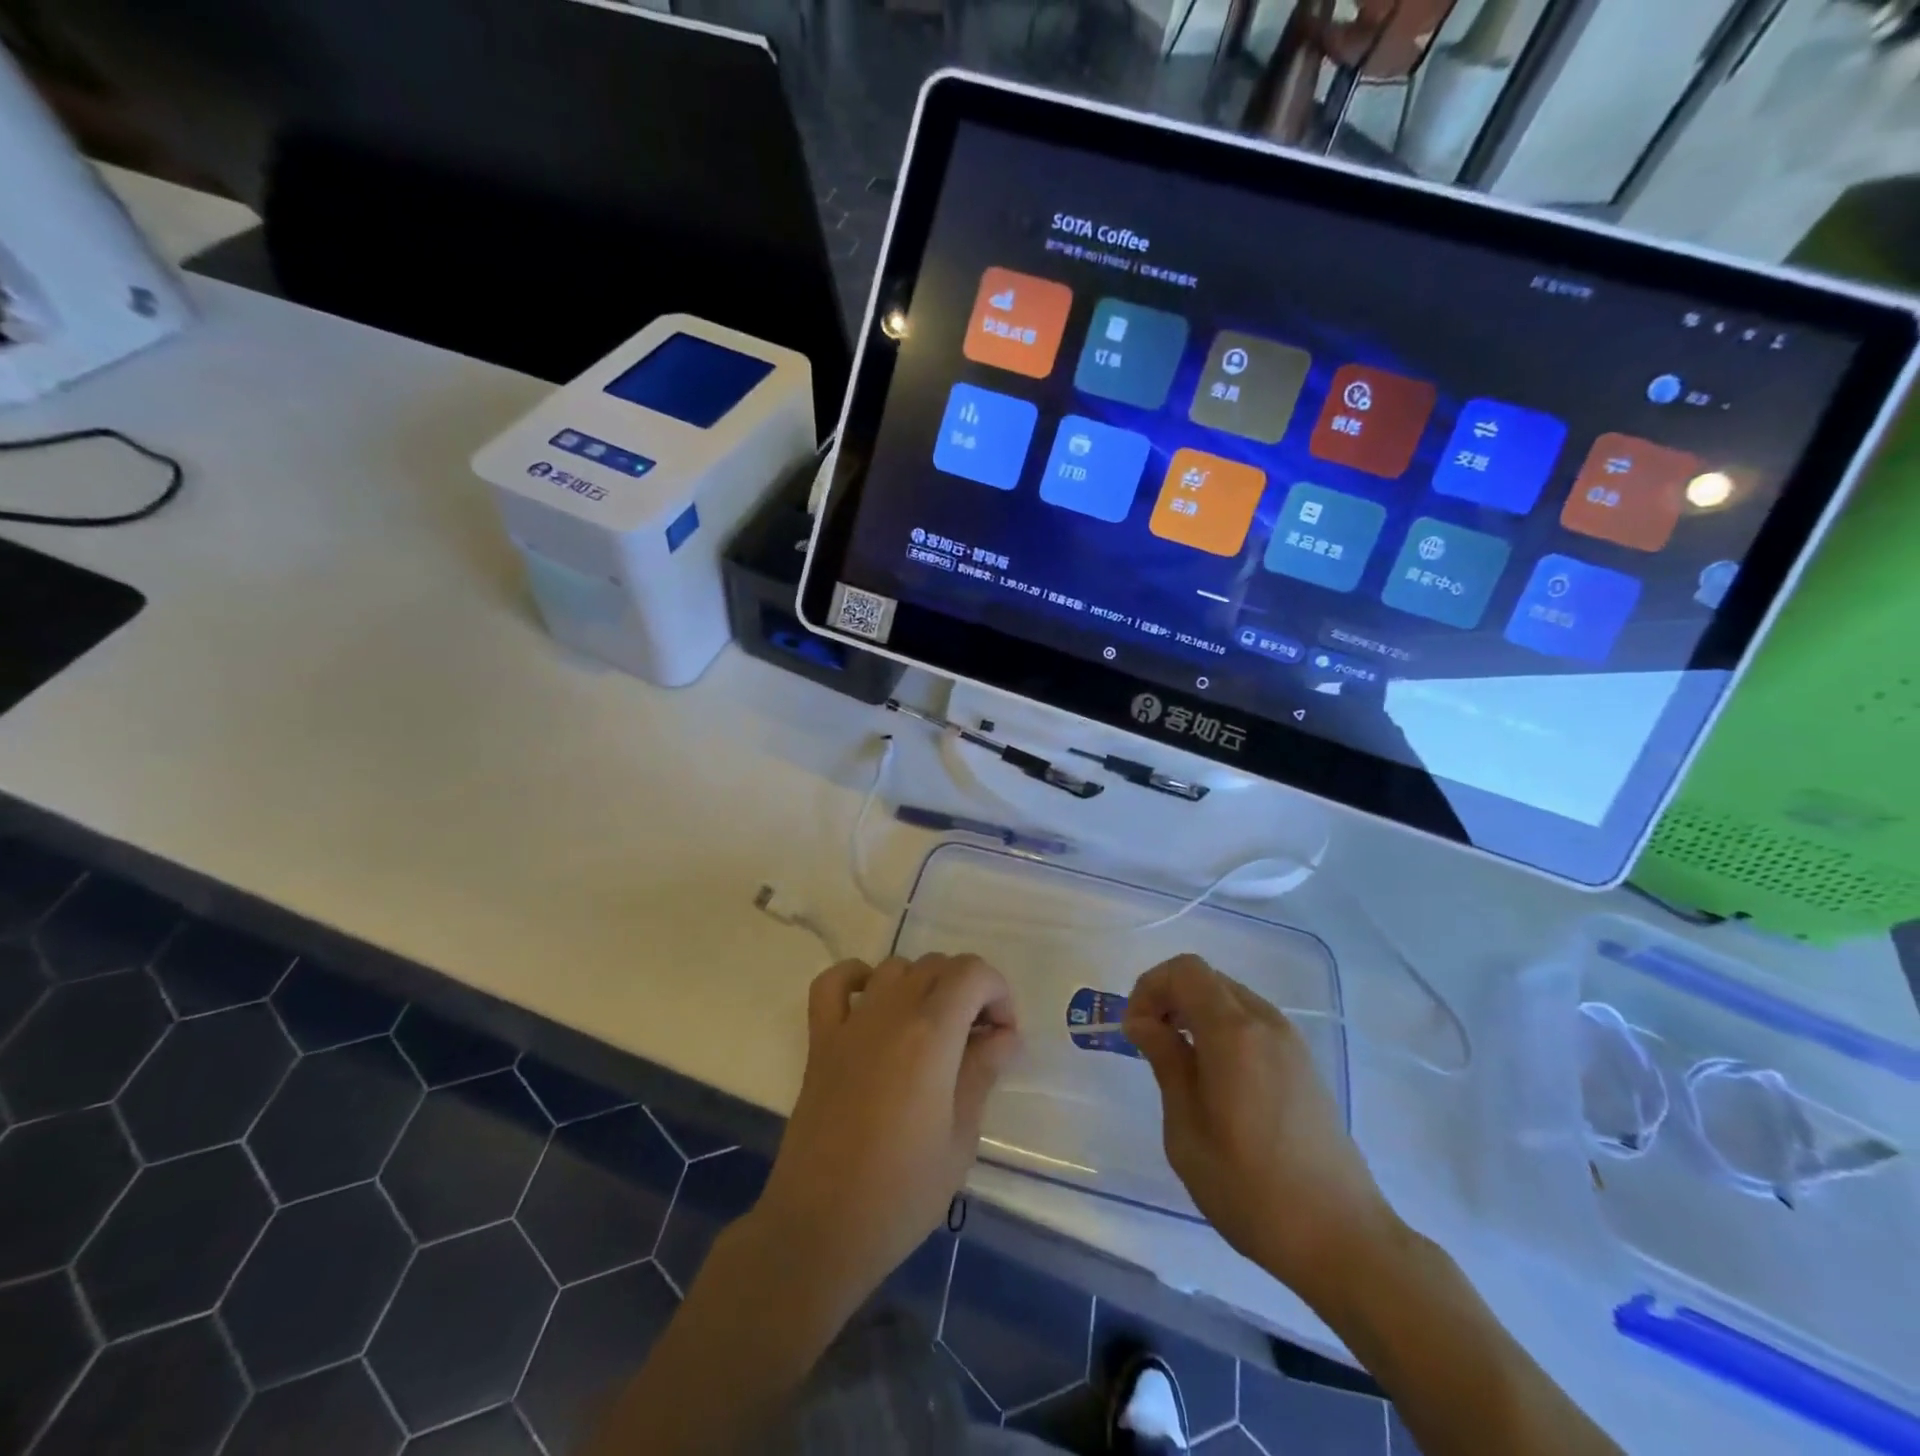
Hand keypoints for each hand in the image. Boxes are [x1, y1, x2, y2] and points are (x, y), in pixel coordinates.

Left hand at [754, 953, 1019, 1311]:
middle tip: (976, 1040)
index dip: (997, 991)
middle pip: (937, 965)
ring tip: (932, 1029)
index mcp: (931, 1034)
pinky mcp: (820, 1041)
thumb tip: (1004, 1035)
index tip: (1003, 1035)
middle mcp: (890, 1013)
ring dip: (922, 985)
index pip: (972, 972)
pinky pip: (833, 983)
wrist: (822, 1227)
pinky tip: (873, 1004)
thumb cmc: (903, 1192)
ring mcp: (850, 1023)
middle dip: (967, 990)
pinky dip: (856, 978)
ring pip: (895, 967)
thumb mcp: (961, 1137)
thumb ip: (982, 1072)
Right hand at [1123, 954, 1398, 1298]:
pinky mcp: (1304, 1064)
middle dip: (1169, 998)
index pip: (1185, 970)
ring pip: (1230, 998)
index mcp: (1234, 1032)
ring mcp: (1290, 1042)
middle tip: (1149, 1043)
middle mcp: (1265, 1023)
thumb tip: (1143, 1022)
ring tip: (1179, 1063)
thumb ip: (1166, 1063)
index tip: (1135, 1030)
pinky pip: (1252, 1023)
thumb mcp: (1187, 1130)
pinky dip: (1222, 1029)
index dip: (1150, 987)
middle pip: (1207, 978)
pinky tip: (1215, 1078)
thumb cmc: (1251, 1189)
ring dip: (1196, 1013)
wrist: (1343, 1240)